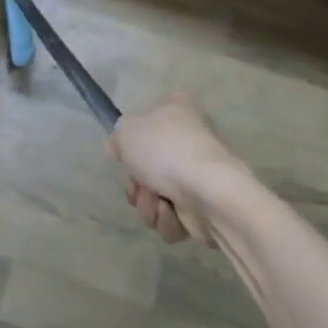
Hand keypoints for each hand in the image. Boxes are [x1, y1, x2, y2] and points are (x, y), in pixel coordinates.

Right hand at [108, 94, 249, 244]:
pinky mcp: (204, 206)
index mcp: (176, 108)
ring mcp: (198, 174)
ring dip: (149, 204)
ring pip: (157, 194)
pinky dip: (168, 219)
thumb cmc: (166, 150)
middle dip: (138, 185)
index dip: (131, 144)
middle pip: (148, 165)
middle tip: (138, 188)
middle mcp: (189, 138)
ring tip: (158, 203)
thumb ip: (118, 138)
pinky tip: (173, 213)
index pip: (146, 122)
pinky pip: (174, 216)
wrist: (209, 191)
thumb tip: (119, 148)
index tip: (124, 158)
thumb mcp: (126, 132)